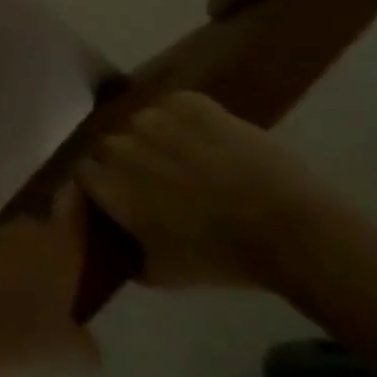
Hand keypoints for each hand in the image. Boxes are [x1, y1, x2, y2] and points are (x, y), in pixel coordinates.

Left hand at [0, 184, 98, 376]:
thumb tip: (81, 338)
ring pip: (1, 242)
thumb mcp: (72, 354)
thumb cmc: (21, 339)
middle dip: (41, 251)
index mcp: (56, 248)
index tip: (76, 193)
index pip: (72, 213)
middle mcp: (17, 231)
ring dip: (6, 260)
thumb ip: (83, 340)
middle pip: (35, 231)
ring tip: (8, 297)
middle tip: (46, 283)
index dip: (76, 203)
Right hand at [74, 91, 329, 288]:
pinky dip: (187, 118)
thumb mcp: (164, 273)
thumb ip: (129, 257)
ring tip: (188, 156)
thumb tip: (118, 252)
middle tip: (160, 179)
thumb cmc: (221, 257)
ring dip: (157, 137)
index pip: (84, 172)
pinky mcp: (189, 103)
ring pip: (143, 123)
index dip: (103, 183)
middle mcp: (116, 144)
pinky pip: (176, 106)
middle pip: (111, 145)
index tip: (124, 196)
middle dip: (129, 159)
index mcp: (104, 182)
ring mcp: (152, 118)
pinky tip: (208, 137)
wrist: (293, 231)